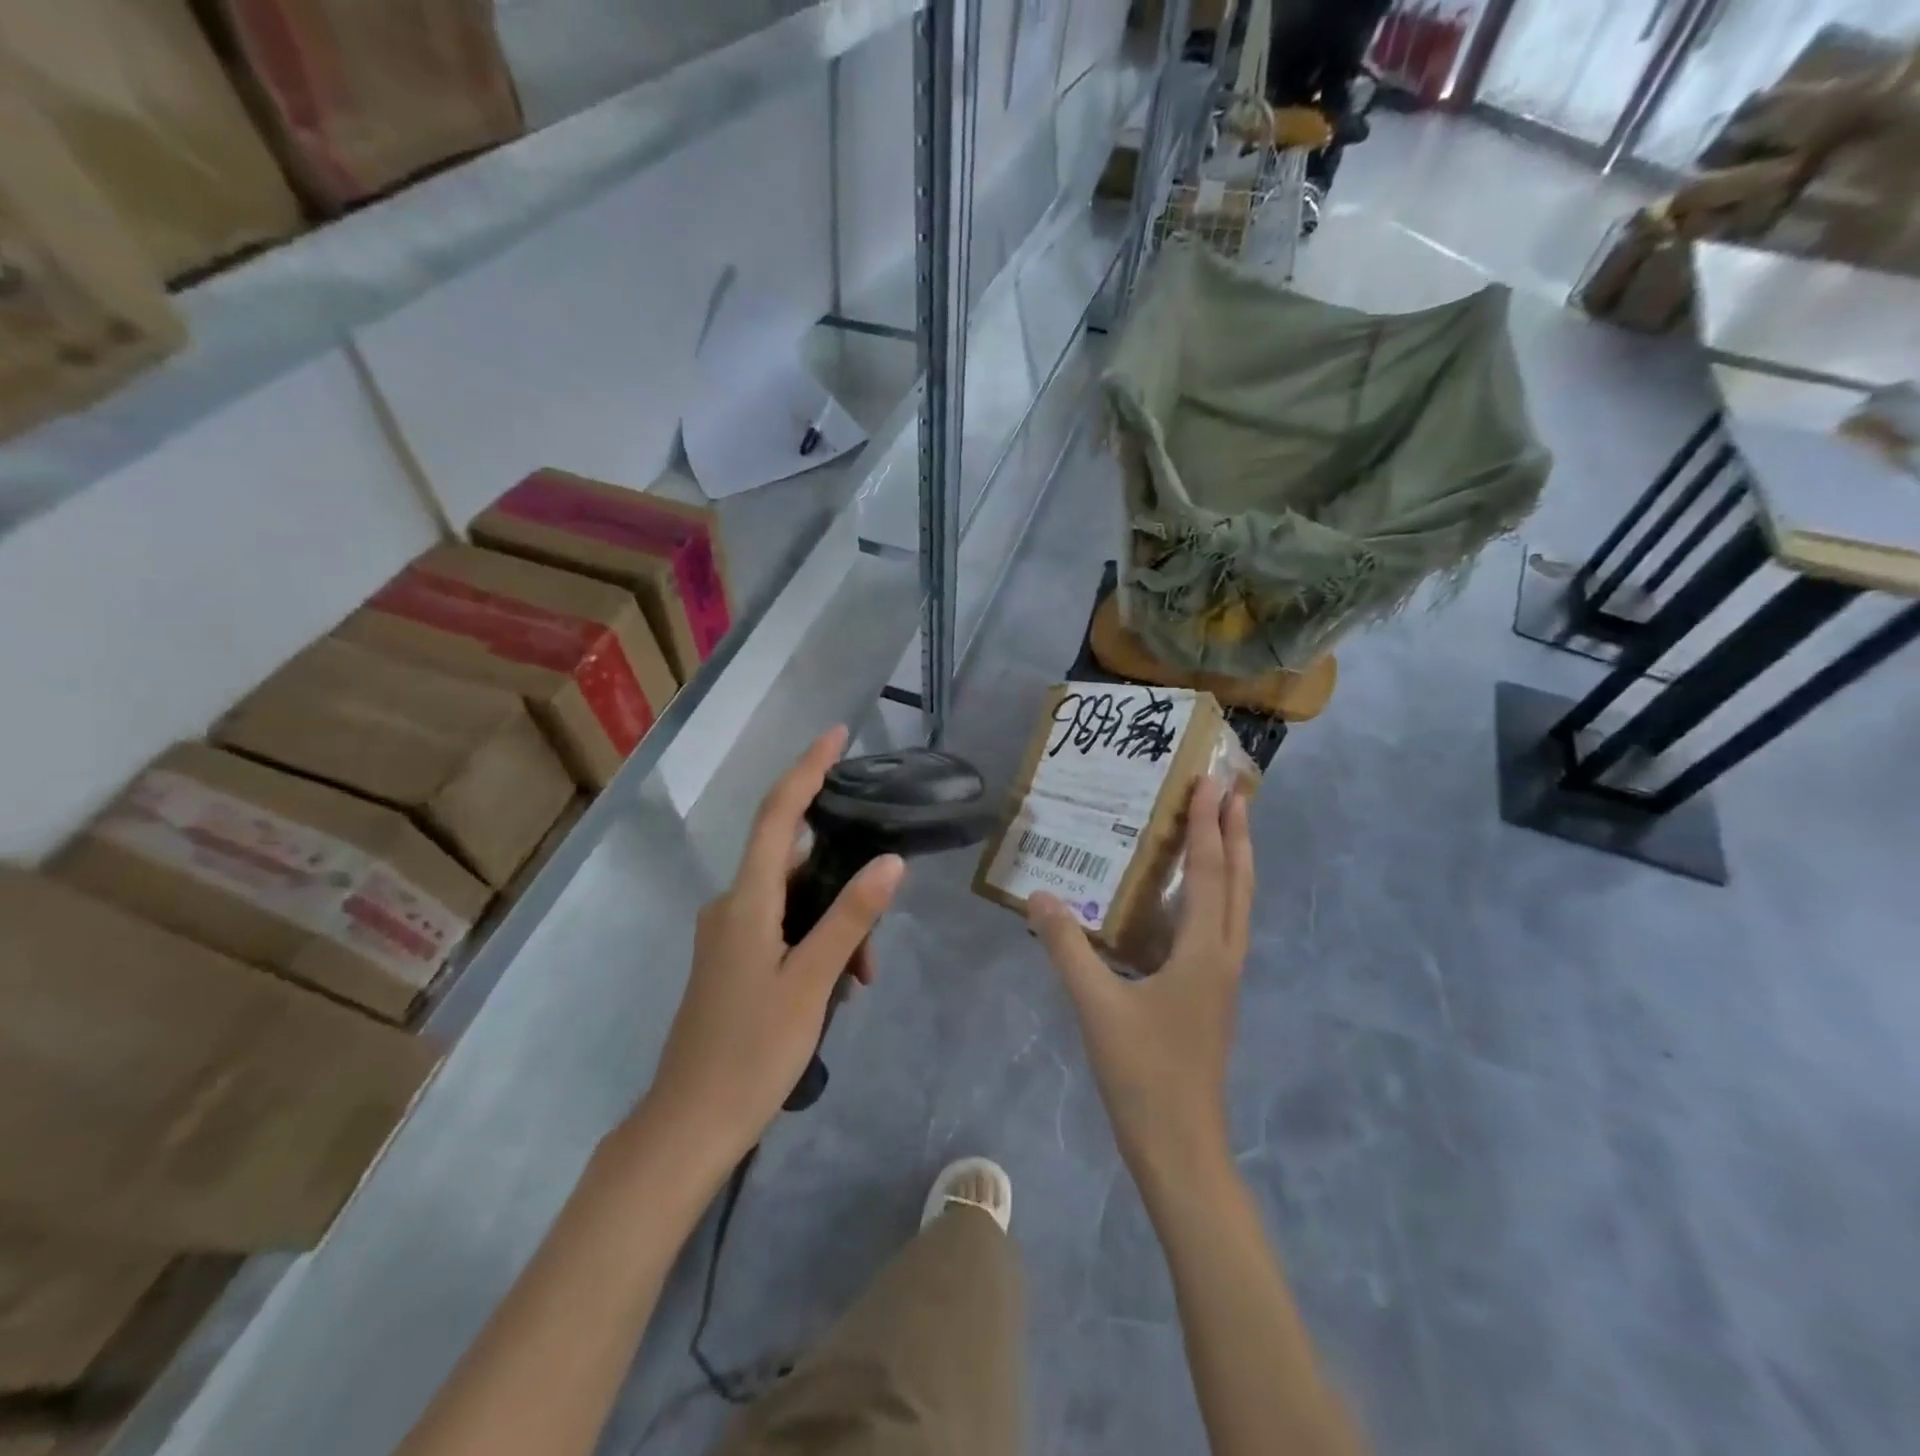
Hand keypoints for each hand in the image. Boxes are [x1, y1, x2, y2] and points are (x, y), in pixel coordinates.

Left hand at [640, 727, 904, 1172]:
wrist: (688, 1125)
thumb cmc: (751, 1052)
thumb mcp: (812, 984)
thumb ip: (851, 919)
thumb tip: (890, 862)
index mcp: (746, 901)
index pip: (780, 815)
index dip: (808, 769)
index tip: (838, 735)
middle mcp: (732, 905)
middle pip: (797, 865)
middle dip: (845, 888)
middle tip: (875, 944)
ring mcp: (728, 934)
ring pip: (795, 904)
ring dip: (834, 928)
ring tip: (859, 982)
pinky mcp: (731, 959)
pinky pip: (782, 929)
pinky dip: (814, 945)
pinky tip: (835, 989)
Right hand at [1029, 780, 1252, 1182]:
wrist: (1181, 1148)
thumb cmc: (1143, 1074)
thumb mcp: (1096, 1007)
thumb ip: (1067, 948)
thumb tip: (1040, 895)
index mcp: (1203, 952)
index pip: (1209, 872)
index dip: (1209, 824)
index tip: (1211, 781)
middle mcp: (1223, 957)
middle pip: (1238, 882)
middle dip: (1237, 833)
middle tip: (1233, 791)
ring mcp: (1222, 980)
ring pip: (1236, 907)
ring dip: (1234, 863)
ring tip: (1224, 829)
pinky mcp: (1212, 998)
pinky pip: (1221, 929)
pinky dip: (1217, 897)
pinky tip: (1189, 902)